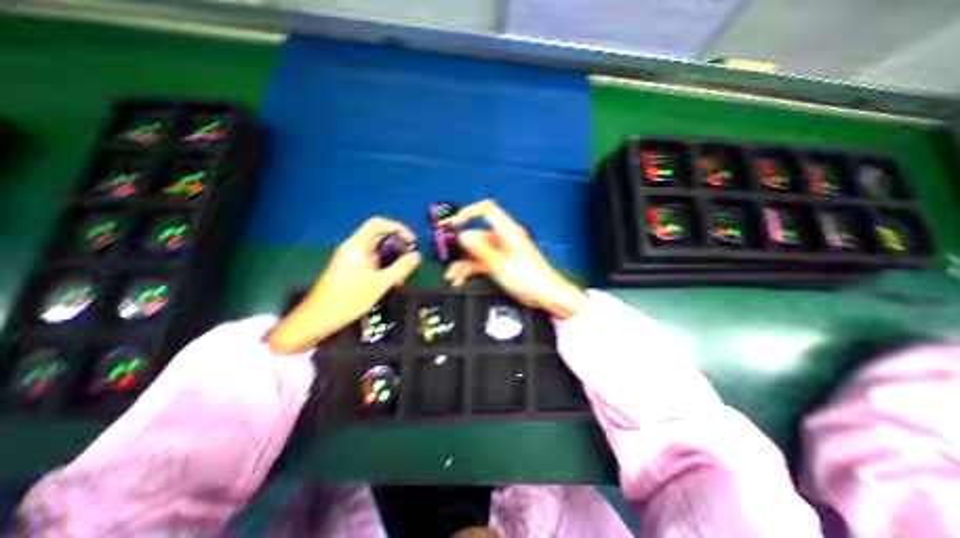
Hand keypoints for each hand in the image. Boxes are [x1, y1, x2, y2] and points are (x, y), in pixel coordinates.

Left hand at [268, 217, 420, 352]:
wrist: (318, 318)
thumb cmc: (349, 298)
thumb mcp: (380, 284)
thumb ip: (401, 268)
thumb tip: (417, 255)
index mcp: (358, 245)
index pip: (378, 223)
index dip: (398, 228)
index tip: (412, 241)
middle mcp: (353, 247)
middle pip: (379, 236)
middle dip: (397, 245)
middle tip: (410, 258)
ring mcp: (351, 258)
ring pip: (376, 250)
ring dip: (392, 258)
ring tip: (402, 275)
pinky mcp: (350, 268)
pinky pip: (371, 260)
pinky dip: (383, 266)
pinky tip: (391, 282)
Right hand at [441, 200, 584, 317]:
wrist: (543, 294)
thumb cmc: (527, 277)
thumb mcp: (499, 263)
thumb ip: (480, 249)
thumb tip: (463, 235)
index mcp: (506, 231)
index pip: (485, 210)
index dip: (467, 213)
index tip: (452, 224)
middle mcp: (501, 238)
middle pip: (475, 236)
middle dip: (460, 249)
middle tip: (447, 260)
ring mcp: (499, 251)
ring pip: (475, 252)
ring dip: (462, 264)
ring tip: (452, 277)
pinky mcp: (498, 263)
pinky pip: (479, 262)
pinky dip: (469, 270)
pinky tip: (460, 280)